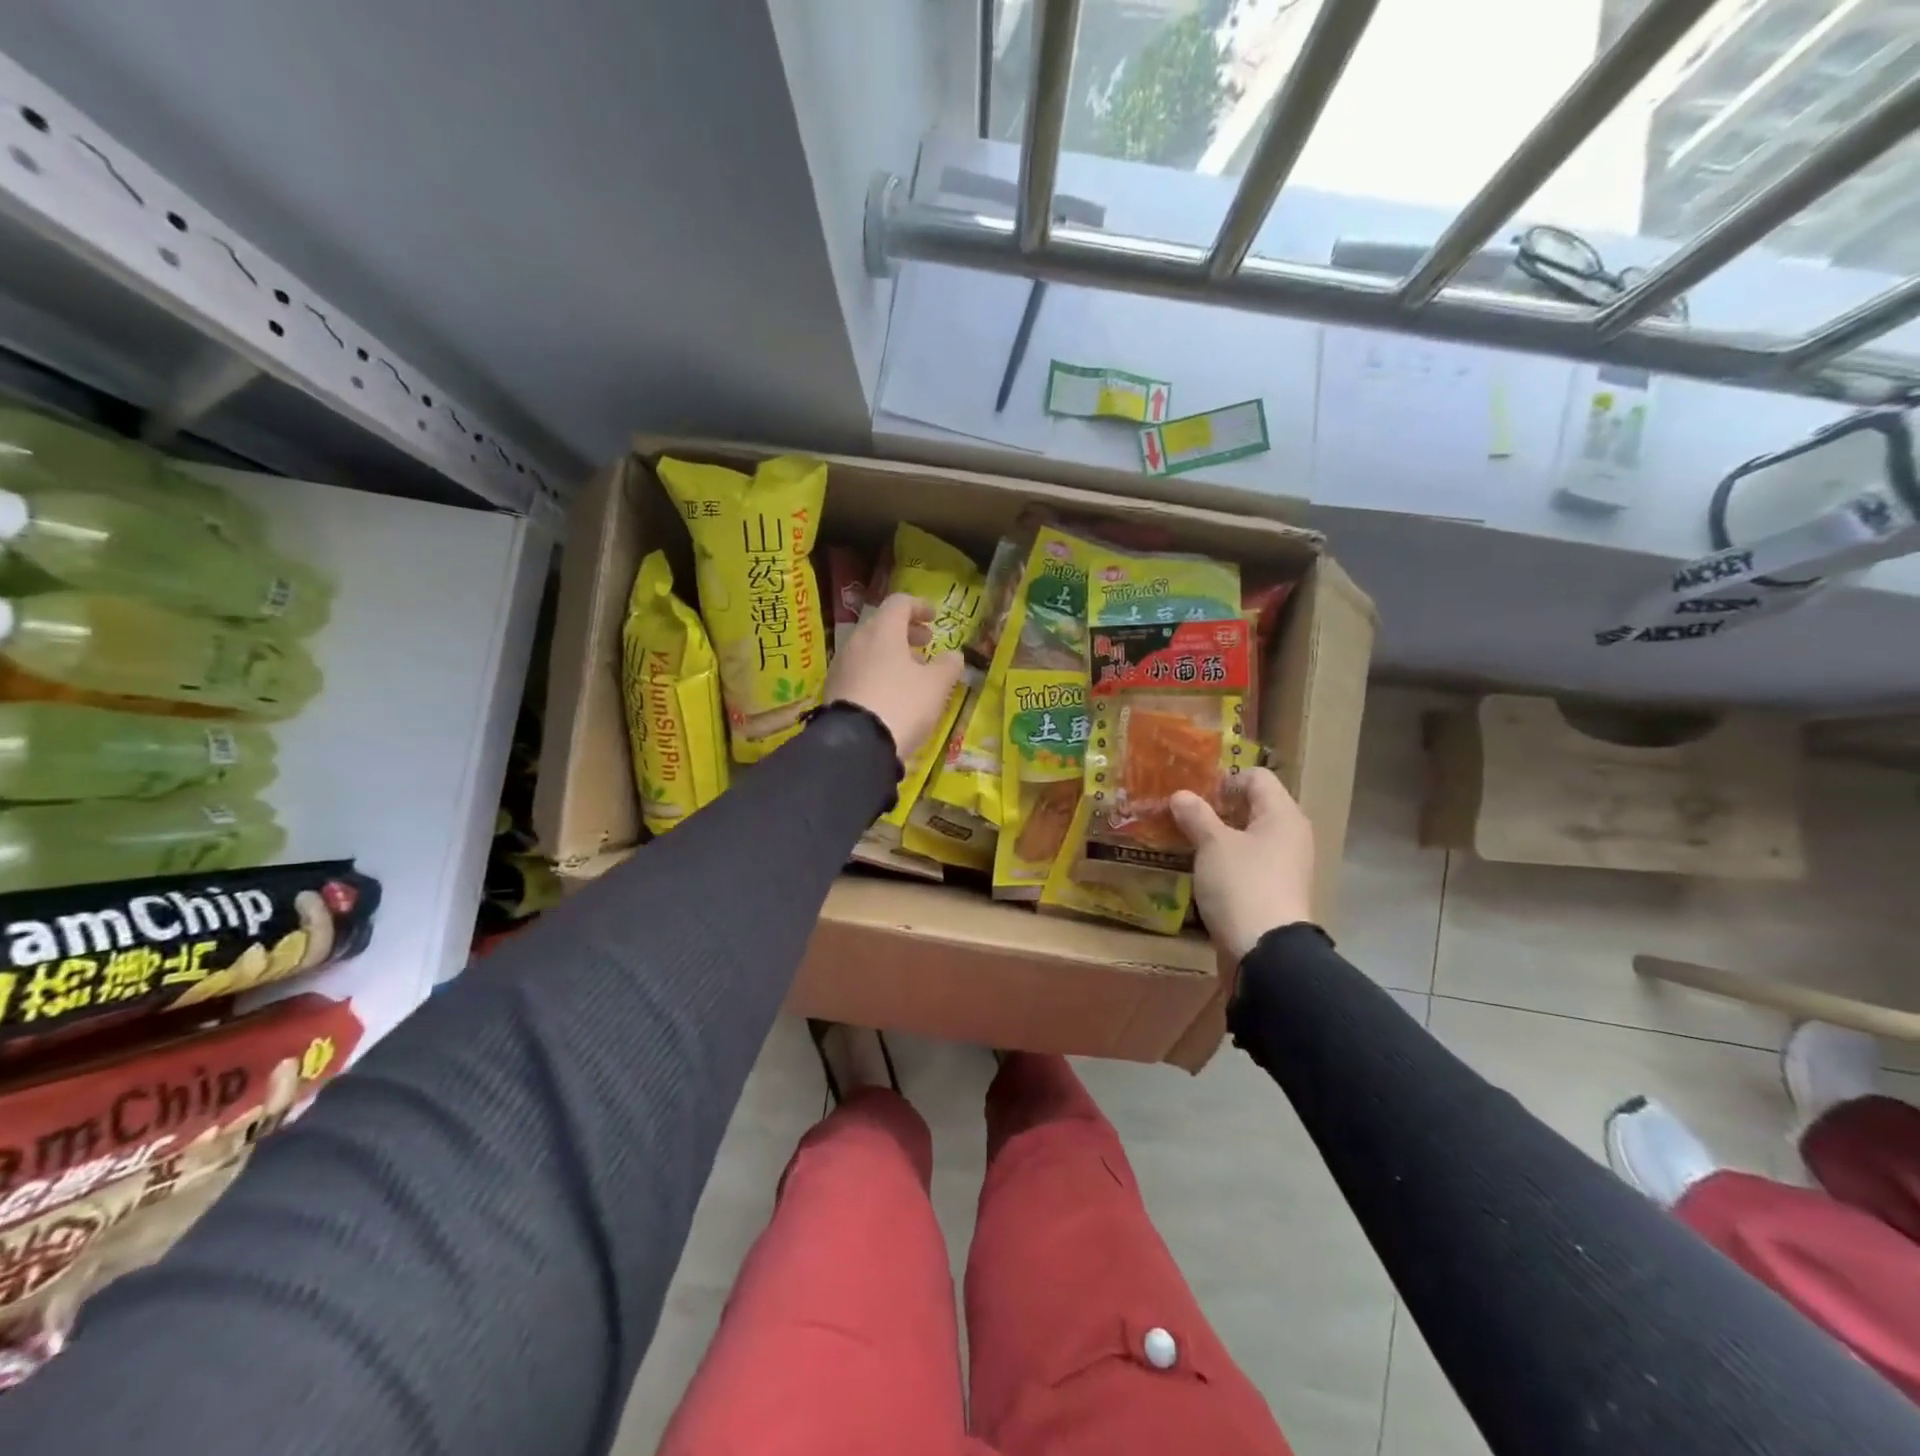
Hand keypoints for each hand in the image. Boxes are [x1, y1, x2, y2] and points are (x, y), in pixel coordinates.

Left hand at [824, 593, 963, 761]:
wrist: (856, 744)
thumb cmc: (901, 704)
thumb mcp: (936, 686)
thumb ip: (948, 666)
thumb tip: (954, 656)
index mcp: (882, 630)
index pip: (899, 603)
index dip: (919, 606)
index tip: (934, 618)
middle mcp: (857, 641)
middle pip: (882, 625)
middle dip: (906, 632)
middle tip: (926, 643)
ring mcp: (841, 665)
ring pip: (869, 649)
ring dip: (891, 654)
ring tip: (911, 673)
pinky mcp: (833, 689)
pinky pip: (859, 670)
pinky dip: (877, 672)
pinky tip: (889, 693)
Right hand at [1170, 768, 1314, 962]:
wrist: (1264, 951)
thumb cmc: (1241, 884)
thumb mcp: (1212, 844)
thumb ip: (1196, 815)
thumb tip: (1181, 795)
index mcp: (1283, 815)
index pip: (1257, 778)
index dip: (1225, 779)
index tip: (1194, 794)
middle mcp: (1290, 835)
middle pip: (1254, 807)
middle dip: (1218, 808)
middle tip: (1184, 814)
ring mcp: (1285, 866)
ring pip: (1249, 837)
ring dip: (1219, 835)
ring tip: (1187, 840)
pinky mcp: (1274, 891)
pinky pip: (1249, 863)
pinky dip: (1226, 860)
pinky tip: (1202, 869)